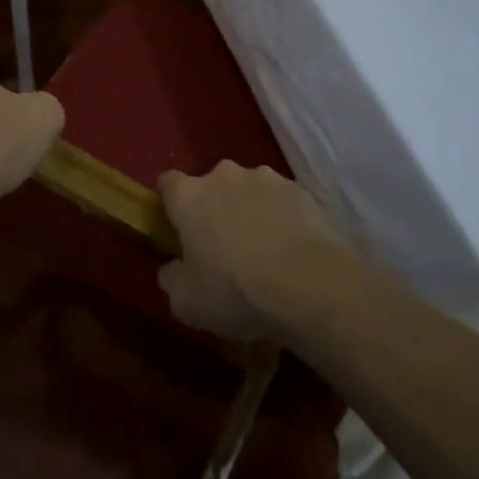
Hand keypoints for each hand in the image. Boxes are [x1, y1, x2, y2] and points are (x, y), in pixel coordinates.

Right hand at [157, 161, 349, 340]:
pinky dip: (280, 216)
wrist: (310, 284)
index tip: (178, 228)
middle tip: (222, 245)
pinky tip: (289, 247)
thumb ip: (171, 279)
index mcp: (190, 196)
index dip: (172, 203)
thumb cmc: (236, 291)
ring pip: (248, 190)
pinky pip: (280, 200)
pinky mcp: (299, 189)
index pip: (168, 182)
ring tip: (263, 247)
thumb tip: (172, 269)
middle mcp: (224, 176)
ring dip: (249, 209)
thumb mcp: (187, 302)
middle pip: (211, 185)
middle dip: (214, 207)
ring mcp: (265, 178)